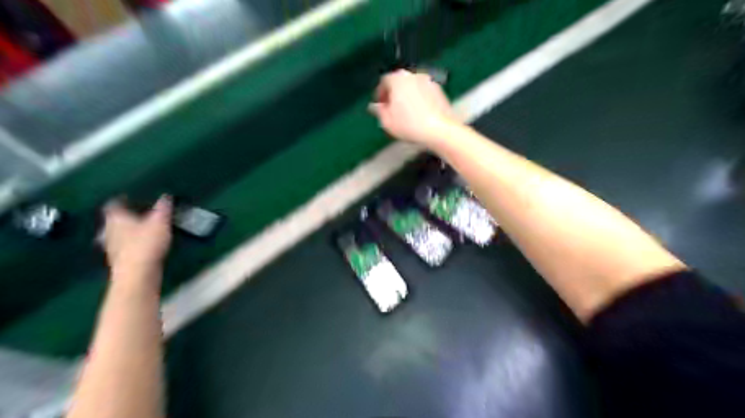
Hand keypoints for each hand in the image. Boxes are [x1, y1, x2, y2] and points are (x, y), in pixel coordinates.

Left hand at [102, 196, 172, 275]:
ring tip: (141, 229)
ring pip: (118, 234)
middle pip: (114, 220)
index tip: (130, 196)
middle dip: (125, 216)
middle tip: (137, 213)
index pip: (114, 204)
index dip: (122, 199)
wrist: (137, 274)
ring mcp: (112, 246)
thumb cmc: (146, 243)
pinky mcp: (119, 260)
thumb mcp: (160, 222)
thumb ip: (163, 208)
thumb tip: (165, 195)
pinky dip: (132, 243)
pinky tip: (142, 245)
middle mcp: (109, 230)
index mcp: (116, 218)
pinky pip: (124, 246)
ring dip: (128, 231)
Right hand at [366, 68, 461, 145]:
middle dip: (394, 94)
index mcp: (398, 79)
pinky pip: (424, 93)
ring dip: (407, 97)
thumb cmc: (410, 125)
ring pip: (412, 87)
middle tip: (391, 109)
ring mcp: (429, 81)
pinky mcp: (440, 91)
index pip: (384, 81)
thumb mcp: (387, 121)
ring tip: (405, 114)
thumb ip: (379, 111)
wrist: (440, 130)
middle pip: (399, 82)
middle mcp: (413, 75)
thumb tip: (376, 107)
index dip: (380, 94)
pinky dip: (419, 100)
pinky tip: (418, 115)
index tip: (379, 105)